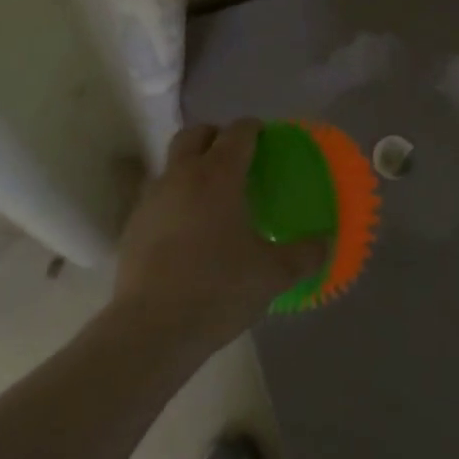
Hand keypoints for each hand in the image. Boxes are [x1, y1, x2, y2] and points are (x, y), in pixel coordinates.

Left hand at [113, 120, 327, 354]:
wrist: (150, 330)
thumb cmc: (218, 289)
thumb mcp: (274, 275)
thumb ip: (305, 254)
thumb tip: (327, 242)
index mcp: (219, 175)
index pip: (238, 132)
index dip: (254, 128)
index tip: (266, 138)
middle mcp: (182, 175)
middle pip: (195, 134)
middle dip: (216, 136)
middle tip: (236, 157)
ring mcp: (151, 199)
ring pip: (171, 163)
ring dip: (191, 166)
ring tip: (211, 194)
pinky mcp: (132, 226)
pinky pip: (157, 196)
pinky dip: (174, 198)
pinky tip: (186, 228)